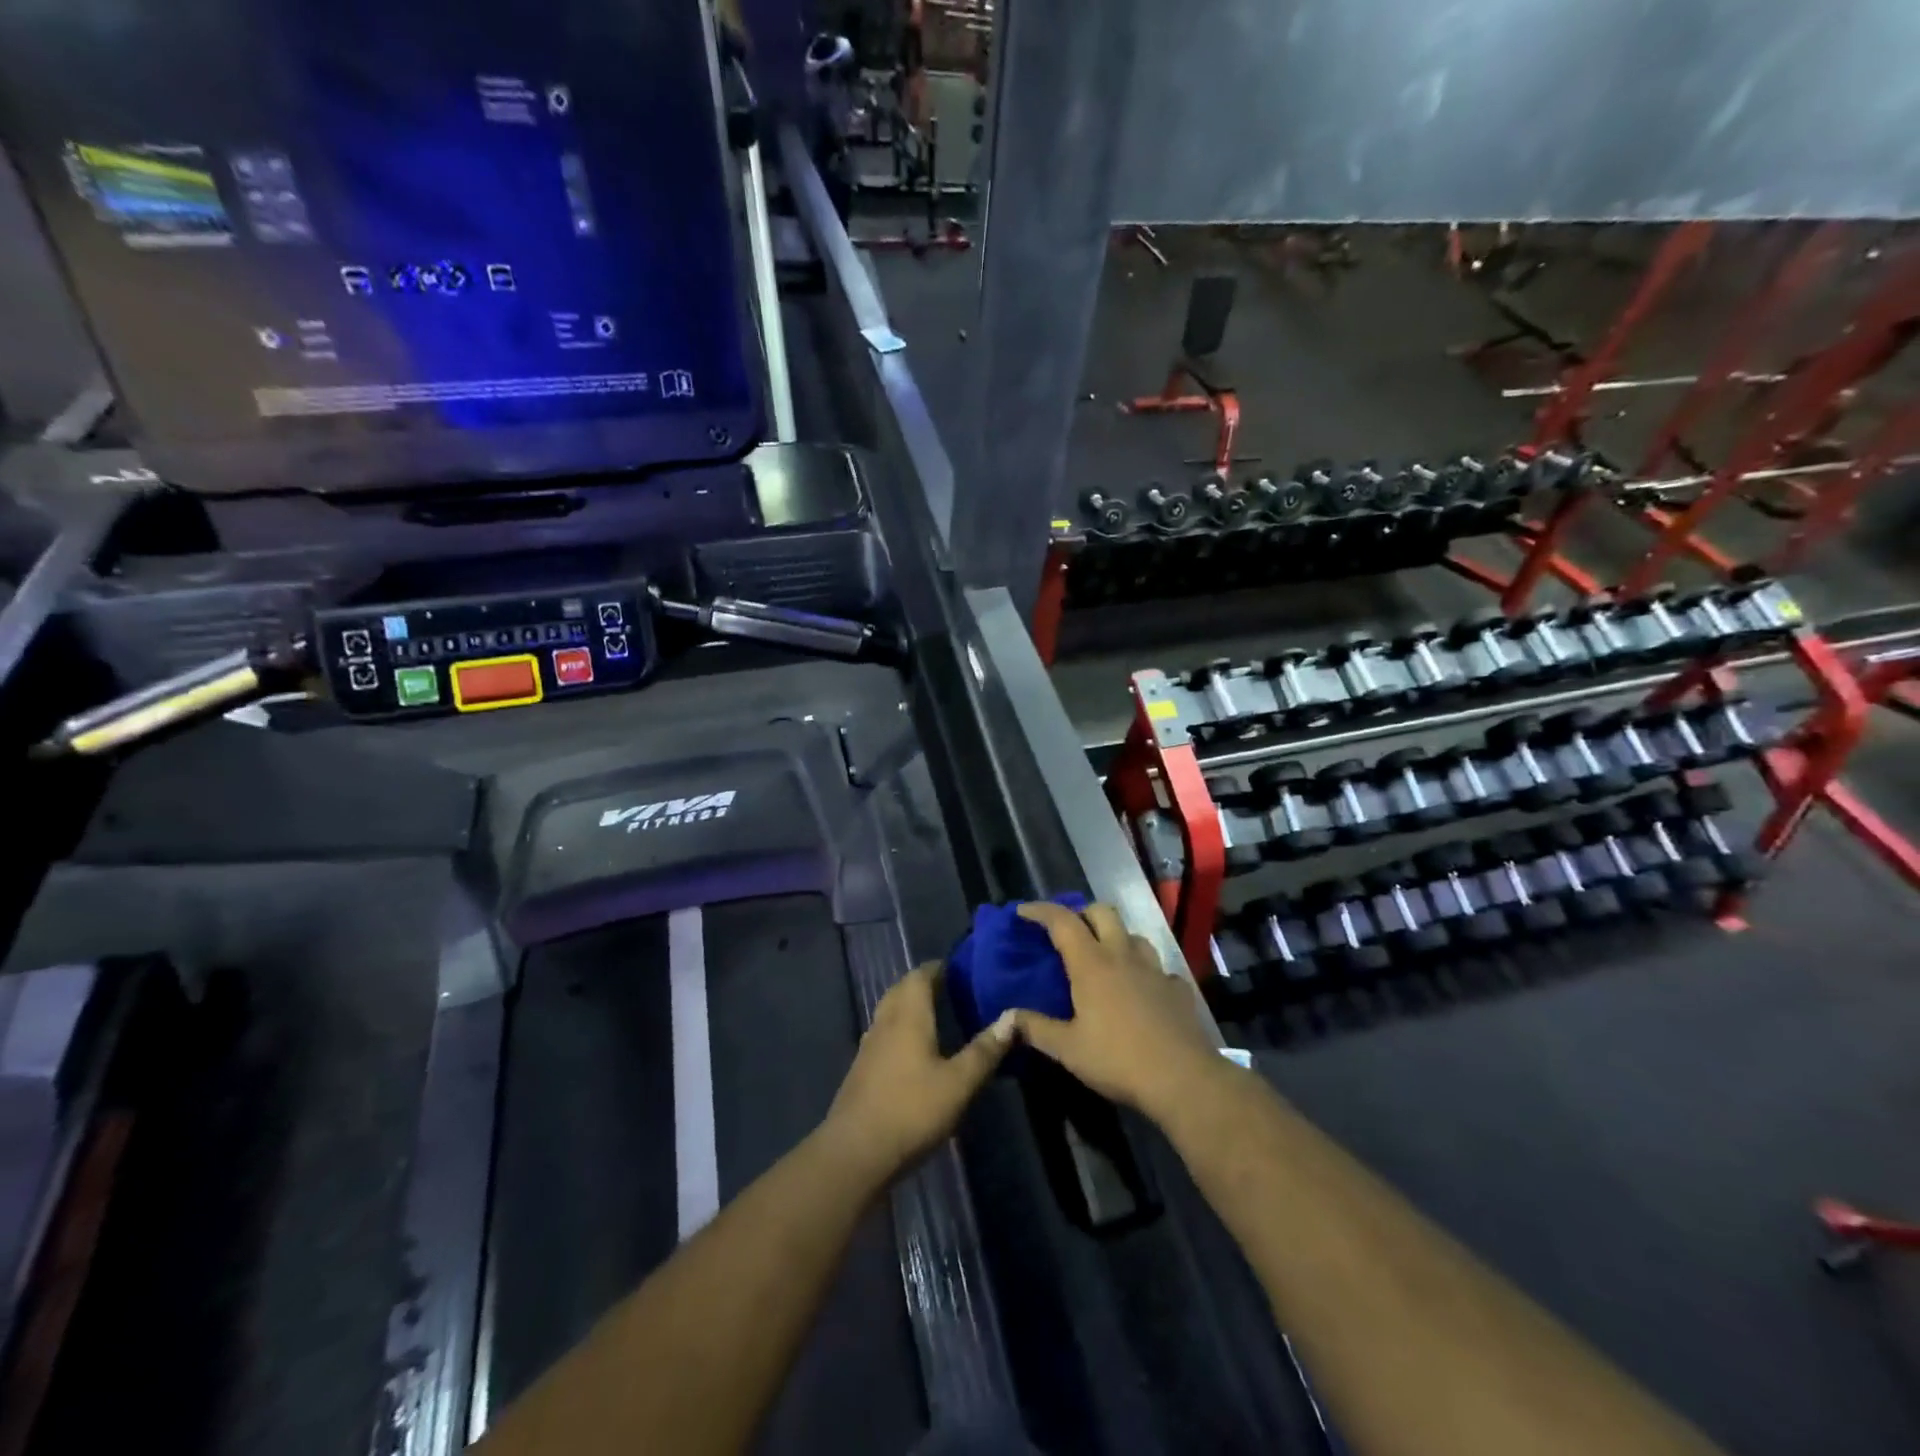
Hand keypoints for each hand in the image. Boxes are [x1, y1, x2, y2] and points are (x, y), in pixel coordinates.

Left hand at [823, 963, 1014, 1184]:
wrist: (855, 1153)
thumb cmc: (912, 1110)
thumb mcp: (959, 1083)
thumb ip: (985, 1050)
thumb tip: (1012, 1017)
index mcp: (908, 1016)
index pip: (920, 976)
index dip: (938, 968)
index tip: (959, 969)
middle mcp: (885, 1022)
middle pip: (901, 989)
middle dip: (923, 984)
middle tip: (950, 990)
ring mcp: (869, 1046)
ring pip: (889, 1011)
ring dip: (909, 1006)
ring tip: (935, 1016)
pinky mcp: (861, 1070)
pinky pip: (883, 1034)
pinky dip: (899, 1030)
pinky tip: (912, 1051)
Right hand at [1011, 902, 1224, 1120]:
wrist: (1183, 1079)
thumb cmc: (1118, 1059)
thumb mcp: (1068, 1049)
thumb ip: (1035, 1028)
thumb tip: (1006, 1017)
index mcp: (1092, 964)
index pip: (1062, 921)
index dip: (1040, 911)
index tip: (1023, 912)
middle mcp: (1123, 955)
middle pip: (1102, 912)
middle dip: (1082, 913)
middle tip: (1068, 932)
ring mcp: (1155, 969)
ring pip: (1133, 935)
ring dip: (1115, 937)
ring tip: (1105, 957)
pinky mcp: (1178, 988)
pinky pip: (1158, 968)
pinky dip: (1144, 971)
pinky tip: (1141, 989)